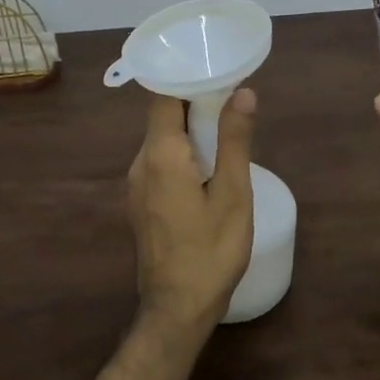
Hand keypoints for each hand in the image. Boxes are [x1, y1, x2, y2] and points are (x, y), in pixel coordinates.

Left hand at [127, 88, 257, 334]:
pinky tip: (207, 165)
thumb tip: (243, 92)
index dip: (188, 79)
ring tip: (225, 128)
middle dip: (194, 103)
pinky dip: (181, 153)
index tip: (216, 72)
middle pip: (162, 117)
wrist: (176, 308)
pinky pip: (159, 163)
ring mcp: (136, 185)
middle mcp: (140, 163)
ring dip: (189, 130)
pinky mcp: (140, 203)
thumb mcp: (232, 193)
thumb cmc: (210, 250)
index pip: (164, 96)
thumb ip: (235, 140)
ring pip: (161, 141)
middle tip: (231, 98)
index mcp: (160, 154)